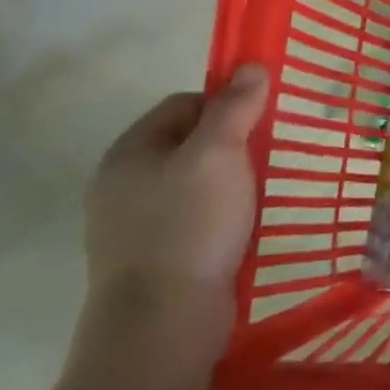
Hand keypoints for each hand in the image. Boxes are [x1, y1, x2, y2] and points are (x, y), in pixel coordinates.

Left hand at [82, 65, 269, 361]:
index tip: (261, 123)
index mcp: (130, 152)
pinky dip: (222, 217)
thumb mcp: (219, 155)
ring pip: (194, 184)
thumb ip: (236, 108)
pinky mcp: (153, 259)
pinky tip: (244, 229)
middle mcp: (122, 184)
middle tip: (267, 159)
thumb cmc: (190, 226)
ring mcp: (133, 226)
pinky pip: (194, 220)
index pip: (183, 104)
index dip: (225, 105)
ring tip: (262, 195)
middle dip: (232, 146)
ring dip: (231, 184)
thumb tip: (251, 66)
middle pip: (188, 144)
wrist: (161, 322)